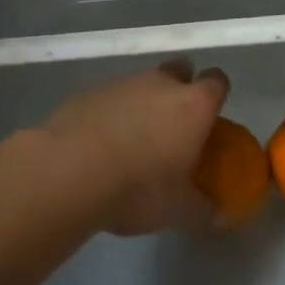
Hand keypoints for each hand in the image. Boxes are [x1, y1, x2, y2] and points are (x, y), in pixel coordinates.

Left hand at [42, 60, 229, 235]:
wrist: (68, 172)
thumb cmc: (138, 189)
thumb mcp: (178, 210)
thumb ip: (202, 208)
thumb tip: (216, 214)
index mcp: (193, 106)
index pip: (217, 82)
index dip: (216, 96)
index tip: (210, 118)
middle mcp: (161, 84)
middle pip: (179, 70)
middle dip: (180, 88)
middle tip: (173, 124)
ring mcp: (121, 84)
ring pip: (141, 83)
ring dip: (142, 102)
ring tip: (132, 140)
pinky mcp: (87, 93)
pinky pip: (108, 97)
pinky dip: (110, 113)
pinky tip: (99, 143)